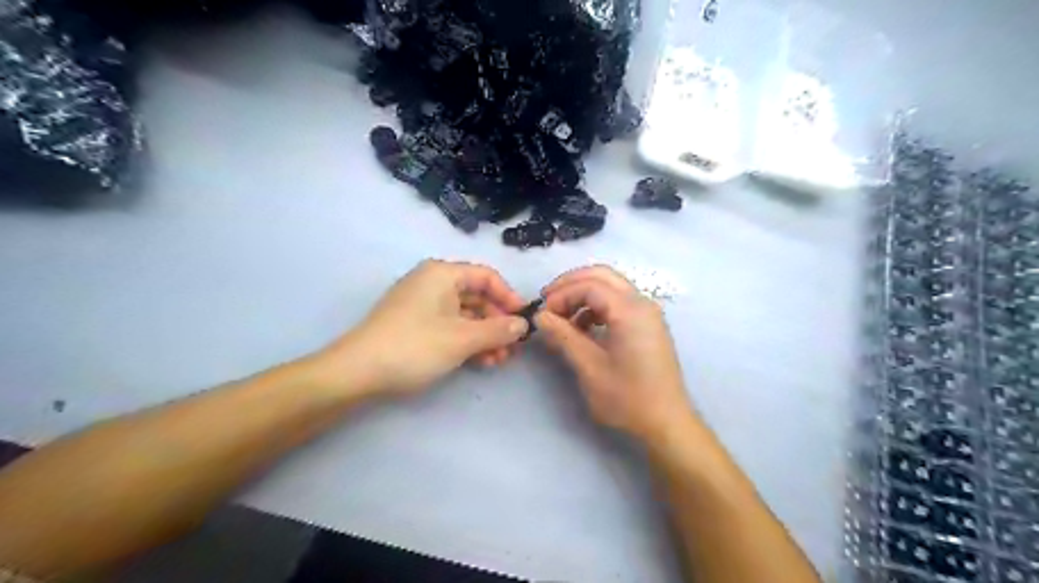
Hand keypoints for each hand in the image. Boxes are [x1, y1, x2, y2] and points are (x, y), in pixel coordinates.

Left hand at [316, 259, 527, 392]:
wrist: (357, 372)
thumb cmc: (415, 346)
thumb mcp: (462, 338)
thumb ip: (498, 330)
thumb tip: (523, 325)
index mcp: (443, 274)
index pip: (487, 277)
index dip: (509, 298)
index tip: (524, 321)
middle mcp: (433, 283)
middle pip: (477, 297)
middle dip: (498, 323)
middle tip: (513, 348)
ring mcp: (423, 304)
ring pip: (465, 315)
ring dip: (485, 336)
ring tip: (499, 360)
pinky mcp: (416, 324)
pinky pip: (450, 326)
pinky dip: (467, 341)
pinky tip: (480, 362)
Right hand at [535, 266, 697, 444]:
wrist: (666, 422)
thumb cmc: (627, 397)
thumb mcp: (589, 367)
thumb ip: (563, 336)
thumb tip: (540, 316)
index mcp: (629, 310)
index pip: (589, 285)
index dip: (561, 294)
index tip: (542, 313)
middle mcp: (642, 303)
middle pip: (602, 276)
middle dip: (571, 285)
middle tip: (548, 302)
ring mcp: (648, 313)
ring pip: (610, 287)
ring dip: (583, 295)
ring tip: (562, 318)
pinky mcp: (648, 325)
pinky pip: (619, 303)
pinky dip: (597, 307)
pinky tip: (583, 328)